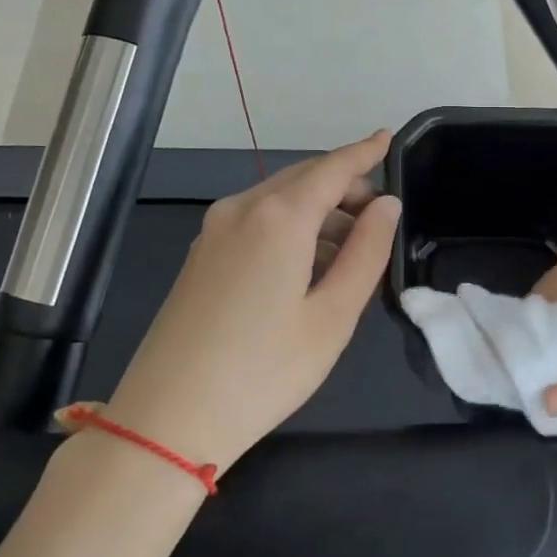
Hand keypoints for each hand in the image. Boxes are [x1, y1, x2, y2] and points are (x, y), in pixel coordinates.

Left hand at [104, 133, 400, 471]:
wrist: (168, 419)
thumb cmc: (265, 370)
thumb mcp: (333, 315)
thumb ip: (367, 252)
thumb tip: (386, 206)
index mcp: (278, 217)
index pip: (332, 168)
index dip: (364, 152)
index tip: (387, 136)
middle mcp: (241, 210)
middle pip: (303, 179)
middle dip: (345, 186)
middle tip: (381, 216)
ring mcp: (213, 233)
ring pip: (278, 201)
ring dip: (319, 212)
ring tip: (352, 251)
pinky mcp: (200, 258)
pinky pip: (256, 223)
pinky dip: (291, 229)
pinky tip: (308, 267)